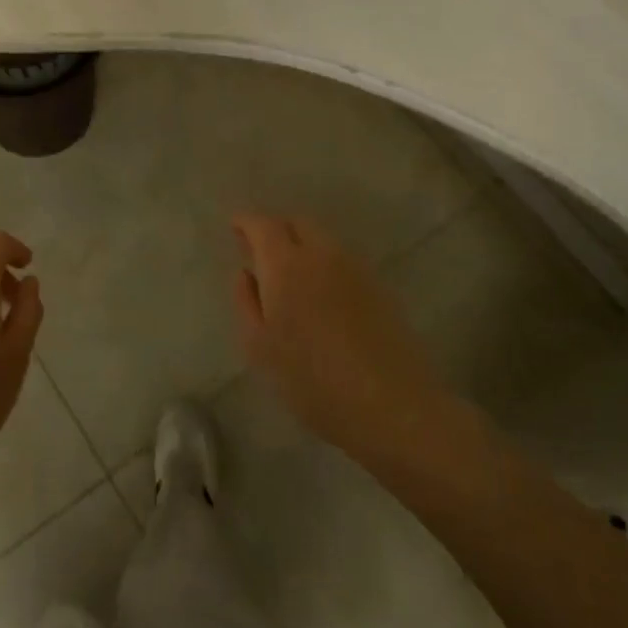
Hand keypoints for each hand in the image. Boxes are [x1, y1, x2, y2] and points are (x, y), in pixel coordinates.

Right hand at [231, 214, 443, 466]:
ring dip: (302, 245)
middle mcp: (322, 254)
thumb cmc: (312, 380)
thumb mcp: (260, 348)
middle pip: (296, 223)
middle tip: (260, 251)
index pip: (263, 225)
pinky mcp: (379, 286)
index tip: (235, 227)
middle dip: (276, 230)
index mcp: (286, 265)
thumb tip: (246, 273)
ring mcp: (355, 268)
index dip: (246, 222)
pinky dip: (324, 262)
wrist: (392, 405)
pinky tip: (320, 293)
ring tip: (290, 274)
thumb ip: (246, 302)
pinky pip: (342, 259)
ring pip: (322, 240)